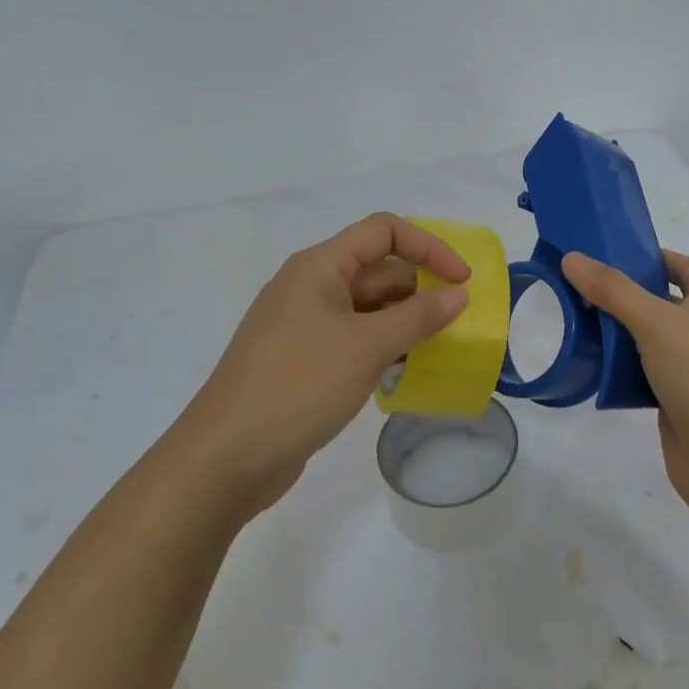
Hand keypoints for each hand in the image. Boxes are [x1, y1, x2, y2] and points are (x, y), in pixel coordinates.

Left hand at [174, 213, 471, 515]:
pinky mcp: (302, 360)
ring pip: (367, 308)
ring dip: (403, 322)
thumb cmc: (299, 385)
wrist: (226, 457)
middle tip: (455, 324)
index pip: (383, 231)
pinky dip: (381, 347)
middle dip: (419, 289)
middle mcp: (310, 287)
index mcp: (319, 266)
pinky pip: (353, 339)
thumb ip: (418, 316)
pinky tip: (403, 373)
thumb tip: (458, 293)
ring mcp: (303, 325)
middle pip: (377, 269)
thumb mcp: (366, 346)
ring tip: (437, 350)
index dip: (428, 247)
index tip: (462, 281)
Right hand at [561, 249, 688, 525]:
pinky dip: (621, 371)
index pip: (688, 268)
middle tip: (583, 288)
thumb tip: (573, 257)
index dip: (658, 257)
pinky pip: (643, 377)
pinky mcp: (675, 404)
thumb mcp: (655, 323)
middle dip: (628, 295)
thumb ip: (613, 290)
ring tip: (579, 323)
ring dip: (620, 334)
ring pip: (650, 342)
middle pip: (664, 304)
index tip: (617, 253)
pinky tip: (593, 369)